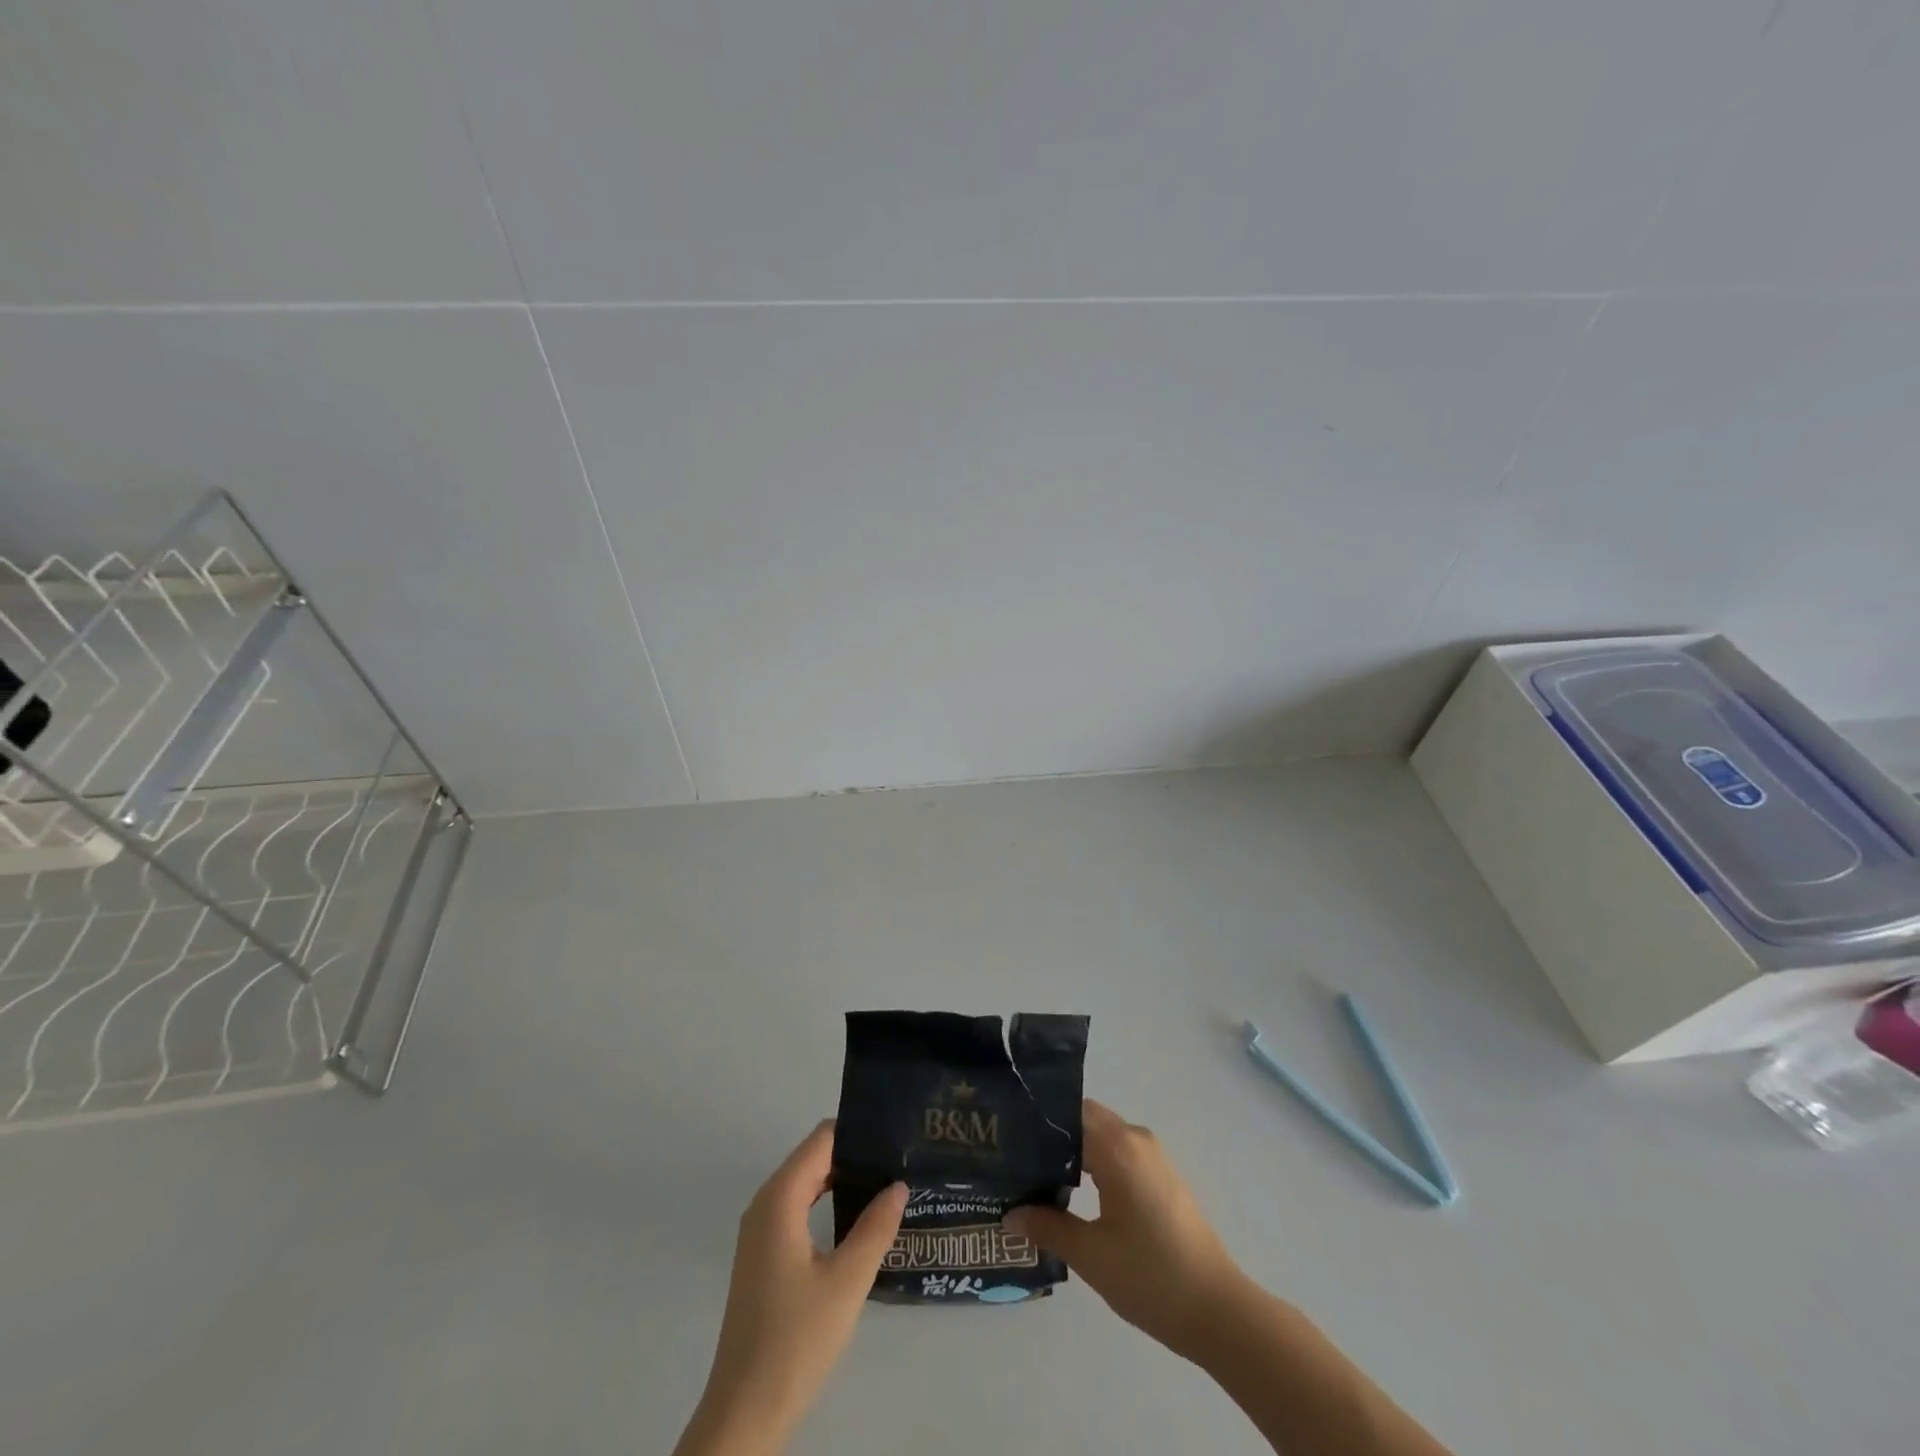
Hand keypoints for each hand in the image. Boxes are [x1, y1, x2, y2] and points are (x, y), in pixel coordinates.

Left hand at [675, 1122, 906, 1455]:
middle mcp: (765, 1204)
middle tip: (899, 1157)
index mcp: (779, 1200)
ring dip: (841, 1178)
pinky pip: (798, 1207)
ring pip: (806, 1182)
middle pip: (813, 1157)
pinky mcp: (763, 1255)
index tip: (895, 1133)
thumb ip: (875, 1227)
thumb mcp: (847, 1282)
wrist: (745, 1412)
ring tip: (887, 1181)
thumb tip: (899, 1184)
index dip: (857, 1131)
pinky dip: (827, 1201)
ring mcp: (760, 1231)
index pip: (822, 1140)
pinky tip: (858, 1218)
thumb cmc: (796, 1340)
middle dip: (853, 1153)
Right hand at [1005, 1099, 1245, 1361]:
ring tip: (1033, 1172)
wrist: (1218, 1311)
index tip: (1005, 1135)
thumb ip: (1047, 1227)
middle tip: (1013, 1155)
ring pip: (1100, 1134)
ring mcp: (1152, 1156)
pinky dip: (1092, 1160)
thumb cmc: (1151, 1277)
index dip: (1035, 1120)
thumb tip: (1009, 1214)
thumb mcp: (1091, 1255)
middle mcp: (1135, 1139)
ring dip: (1071, 1148)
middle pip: (1083, 1118)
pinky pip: (1117, 1151)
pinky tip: (1071, 1189)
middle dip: (1050, 1133)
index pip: (1066, 1112)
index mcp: (1117, 1147)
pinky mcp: (1160, 1175)